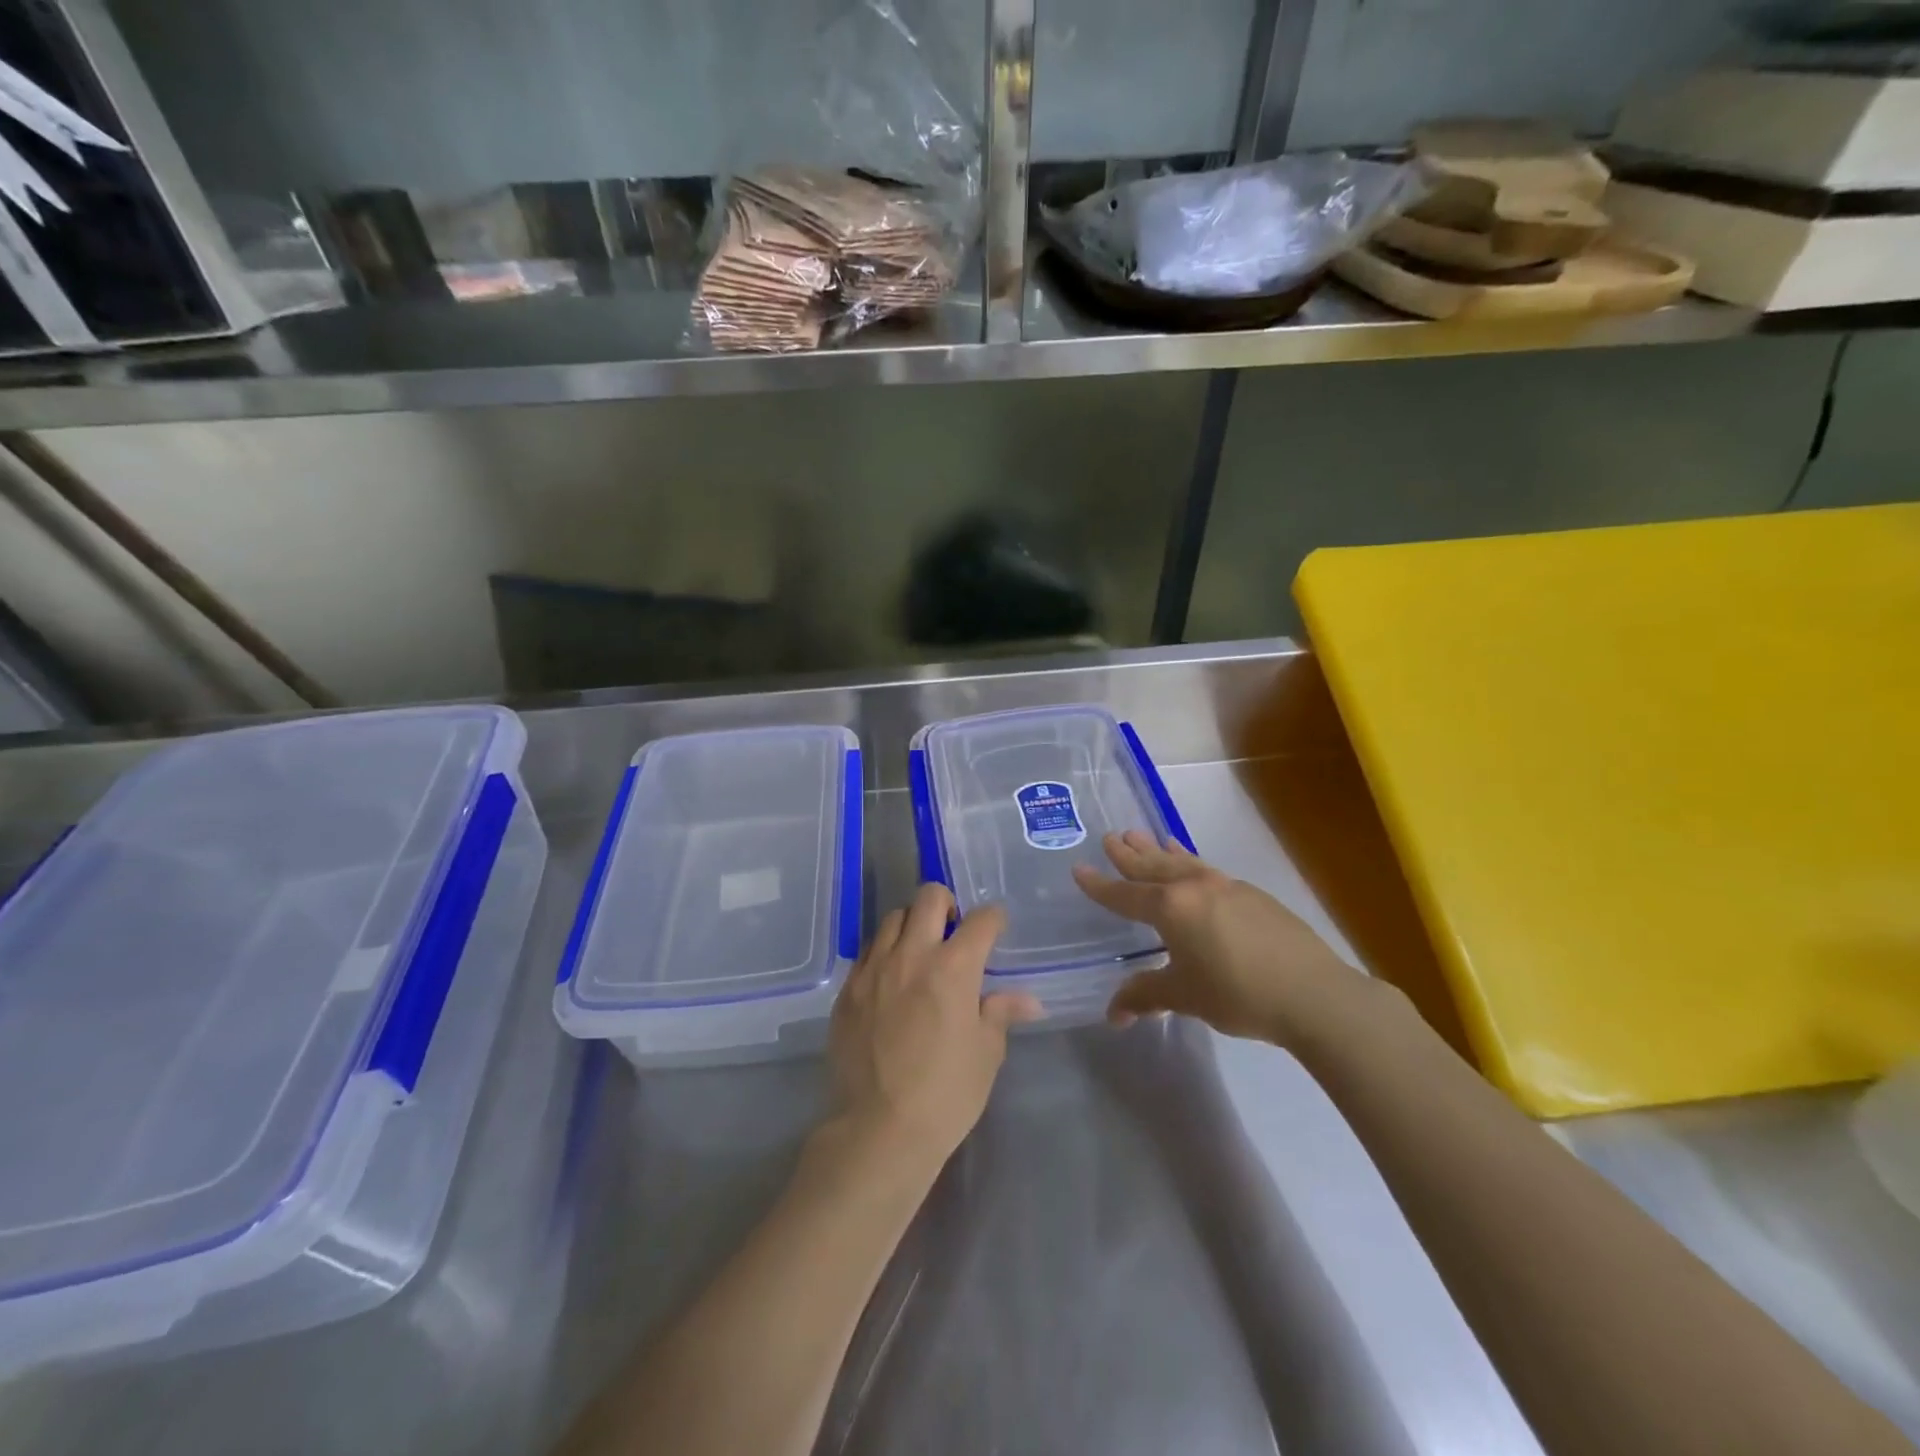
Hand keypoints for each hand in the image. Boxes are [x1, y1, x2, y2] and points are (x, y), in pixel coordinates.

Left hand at [826, 884, 1042, 1174]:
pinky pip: (868, 951)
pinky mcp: (848, 988)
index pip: (982, 920)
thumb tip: (1029, 1000)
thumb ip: (1001, 1013)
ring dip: (912, 925)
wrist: (878, 1130)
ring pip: (893, 918)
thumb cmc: (946, 1093)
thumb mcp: (986, 1054)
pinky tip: (891, 979)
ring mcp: (874, 969)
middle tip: (953, 933)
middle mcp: (912, 954)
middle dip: (948, 905)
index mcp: (954, 967)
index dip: (994, 920)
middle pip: (929, 897)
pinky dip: (884, 952)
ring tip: (919, 953)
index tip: (995, 930)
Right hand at [1072, 830, 1365, 1046]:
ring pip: (1183, 862)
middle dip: (1130, 855)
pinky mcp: (1253, 895)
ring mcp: (1227, 887)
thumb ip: (1146, 996)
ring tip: (1147, 836)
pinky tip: (1194, 867)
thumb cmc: (1238, 994)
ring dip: (1161, 851)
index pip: (1125, 895)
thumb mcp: (1185, 996)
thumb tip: (1113, 1014)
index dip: (1100, 885)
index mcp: (1171, 908)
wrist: (1313, 993)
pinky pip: (1208, 870)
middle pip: (1153, 867)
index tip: (1079, 868)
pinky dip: (1191, 862)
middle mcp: (1195, 888)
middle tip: (1112, 837)